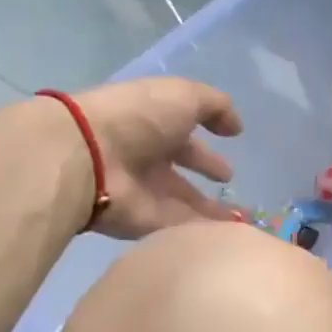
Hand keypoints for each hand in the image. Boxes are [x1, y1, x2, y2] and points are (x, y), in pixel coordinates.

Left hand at [67, 78, 242, 237]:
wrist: (90, 157)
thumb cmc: (138, 118)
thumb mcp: (183, 96)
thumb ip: (216, 107)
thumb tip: (236, 128)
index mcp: (153, 125)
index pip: (185, 134)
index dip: (206, 135)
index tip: (233, 141)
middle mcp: (148, 158)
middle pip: (182, 169)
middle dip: (206, 174)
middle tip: (232, 185)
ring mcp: (146, 193)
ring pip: (186, 203)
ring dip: (211, 211)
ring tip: (242, 219)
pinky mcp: (148, 223)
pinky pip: (183, 228)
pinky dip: (205, 232)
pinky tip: (231, 235)